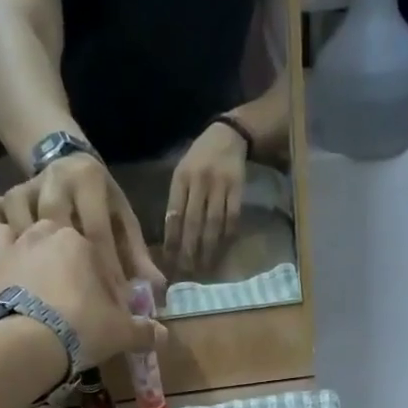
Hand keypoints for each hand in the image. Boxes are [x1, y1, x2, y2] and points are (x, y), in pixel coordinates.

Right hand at [0, 154, 163, 295]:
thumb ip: (137, 255)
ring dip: (34, 265)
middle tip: (80, 309)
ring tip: (48, 301)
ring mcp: (26, 188)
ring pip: (25, 228)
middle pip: (58, 229)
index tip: (115, 305)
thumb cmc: (101, 202)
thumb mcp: (123, 221)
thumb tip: (157, 288)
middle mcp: (54, 180)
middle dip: (69, 271)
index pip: (97, 231)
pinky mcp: (5, 199)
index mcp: (88, 180)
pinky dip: (7, 251)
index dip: (107, 270)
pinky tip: (18, 280)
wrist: (63, 163)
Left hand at [0, 221, 163, 372]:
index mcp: (76, 241)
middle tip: (57, 269)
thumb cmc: (84, 326)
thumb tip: (164, 336)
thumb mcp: (122, 330)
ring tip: (5, 244)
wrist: (34, 341)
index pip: (91, 246)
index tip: (103, 291)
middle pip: (43, 228)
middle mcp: (36, 236)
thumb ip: (143, 331)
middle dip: (49, 242)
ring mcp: (3, 255)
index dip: (98, 268)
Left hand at [165, 121, 248, 274]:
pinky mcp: (238, 189)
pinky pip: (232, 219)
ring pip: (213, 224)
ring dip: (208, 249)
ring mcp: (220, 185)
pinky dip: (227, 237)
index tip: (170, 261)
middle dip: (189, 250)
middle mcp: (199, 181)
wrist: (228, 136)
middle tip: (187, 272)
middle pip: (193, 222)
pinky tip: (223, 251)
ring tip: (204, 268)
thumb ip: (178, 200)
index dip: (172, 240)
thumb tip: (172, 236)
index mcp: (181, 178)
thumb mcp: (183, 172)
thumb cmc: (200, 158)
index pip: (174, 214)